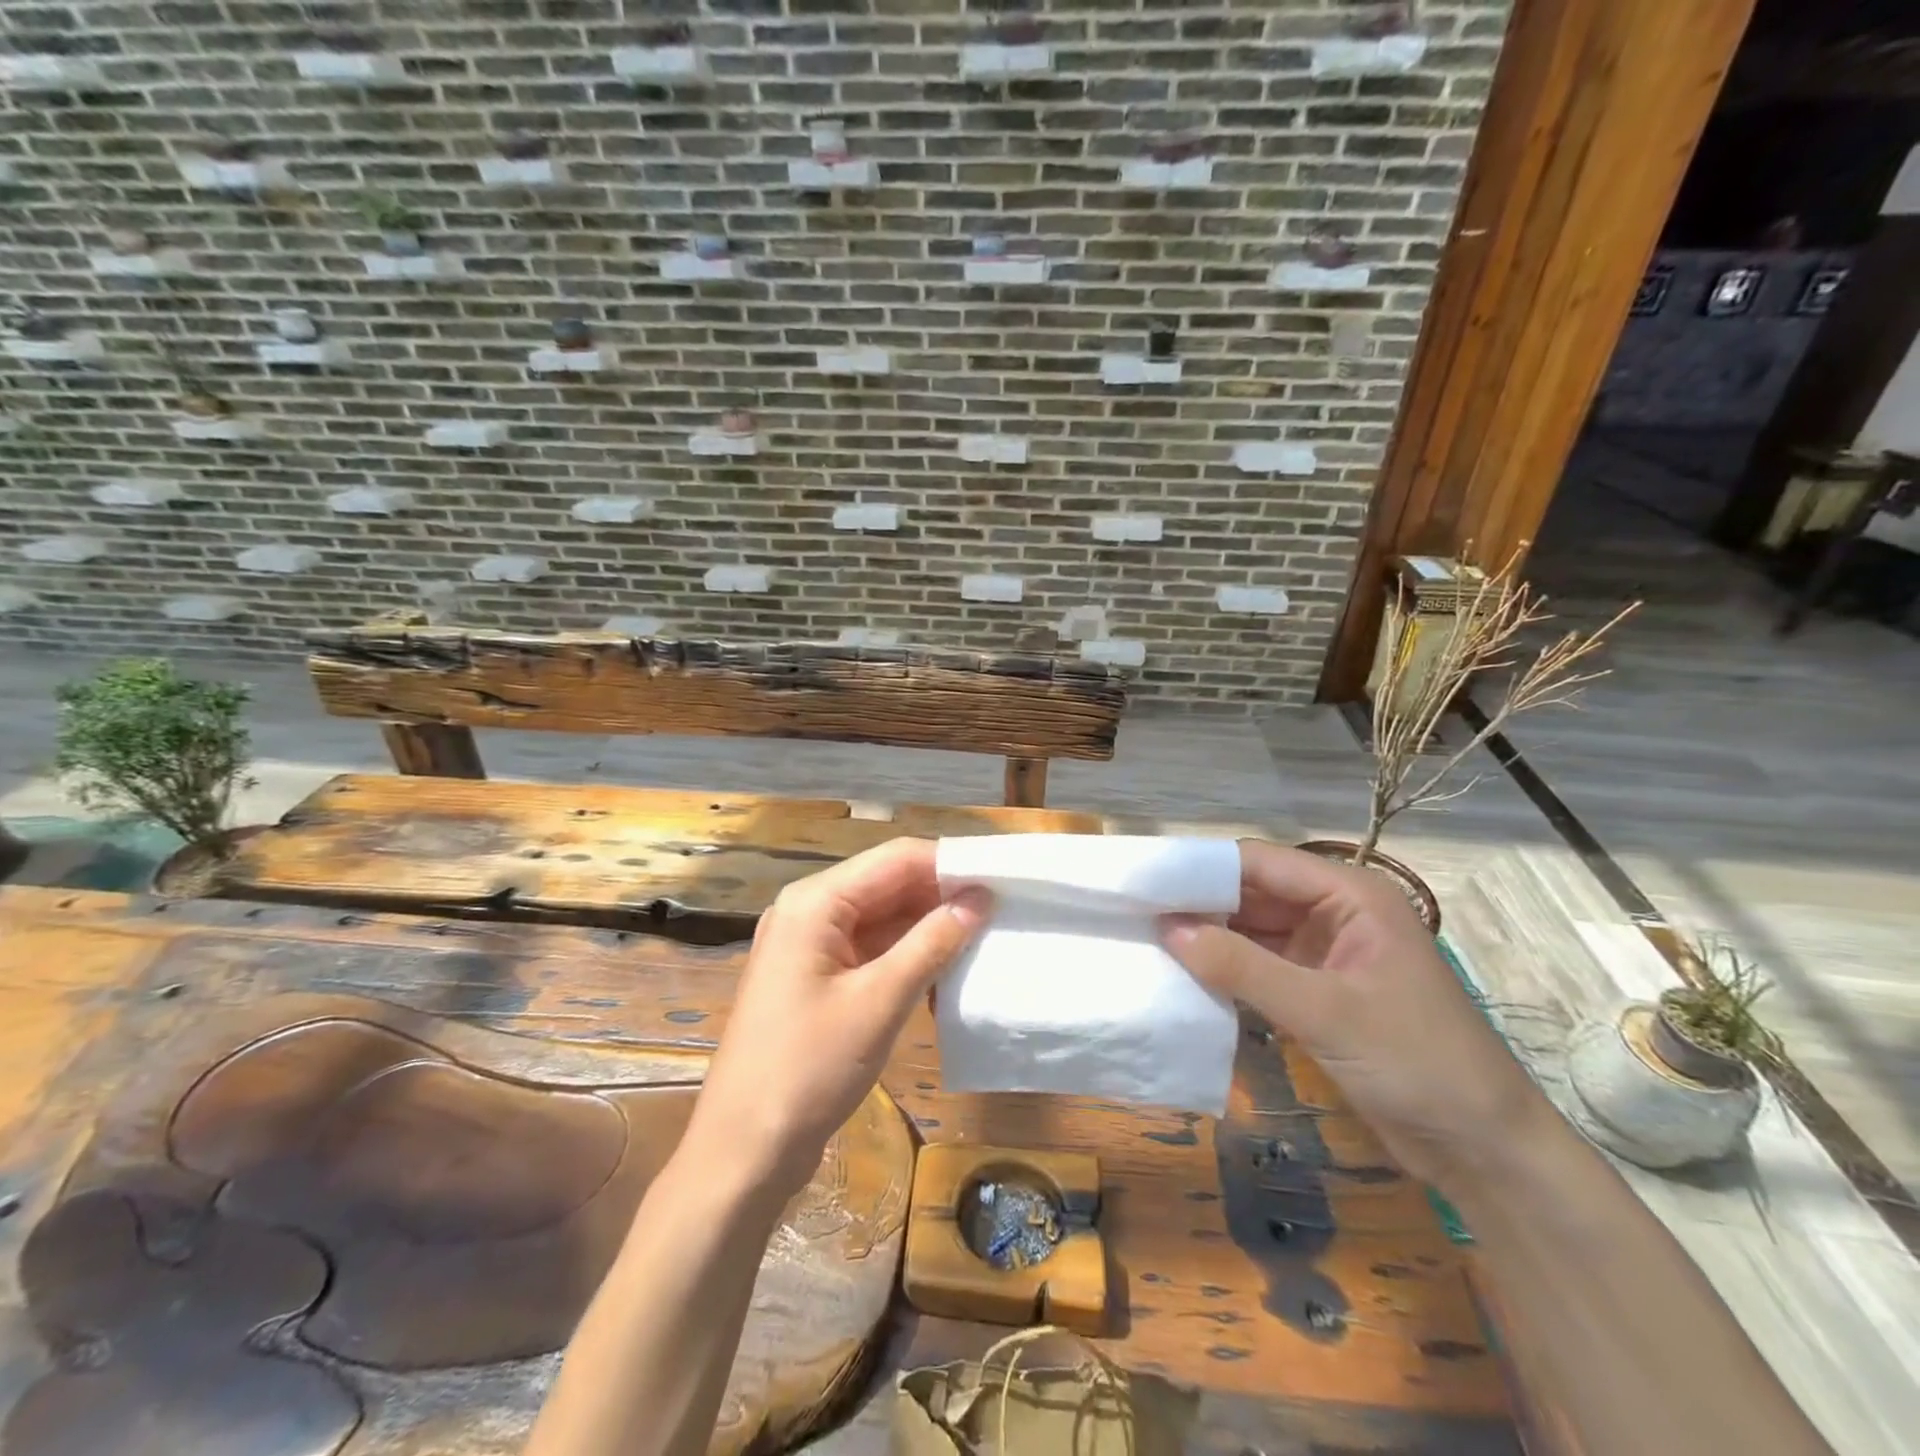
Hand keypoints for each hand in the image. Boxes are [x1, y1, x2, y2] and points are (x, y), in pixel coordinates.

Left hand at [681, 837, 989, 1200]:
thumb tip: (980, 899)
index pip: (896, 859)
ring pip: (884, 919)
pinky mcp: (819, 980)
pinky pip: (873, 951)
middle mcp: (811, 912)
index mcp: (815, 902)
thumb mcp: (879, 1002)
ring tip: (986, 940)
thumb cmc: (808, 1069)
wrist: (744, 1152)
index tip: (1002, 878)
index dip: (949, 864)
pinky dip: (909, 958)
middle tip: (1003, 911)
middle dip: (943, 896)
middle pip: (889, 885)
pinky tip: (946, 975)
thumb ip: (932, 944)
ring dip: (930, 929)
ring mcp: (813, 947)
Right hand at [1162, 840, 1548, 1190]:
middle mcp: (1334, 912)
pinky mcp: (1316, 991)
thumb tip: (1167, 929)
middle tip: (1135, 912)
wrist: (1485, 1151)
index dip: (1201, 869)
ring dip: (1207, 937)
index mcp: (1350, 895)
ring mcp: (1324, 953)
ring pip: (1251, 929)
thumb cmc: (1418, 1063)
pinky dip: (1225, 969)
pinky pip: (1258, 966)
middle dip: (1198, 903)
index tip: (1144, 882)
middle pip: (1251, 893)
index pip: (1259, 863)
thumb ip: (1243, 967)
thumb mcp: (1325, 1013)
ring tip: (1147, 939)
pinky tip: (1183, 973)